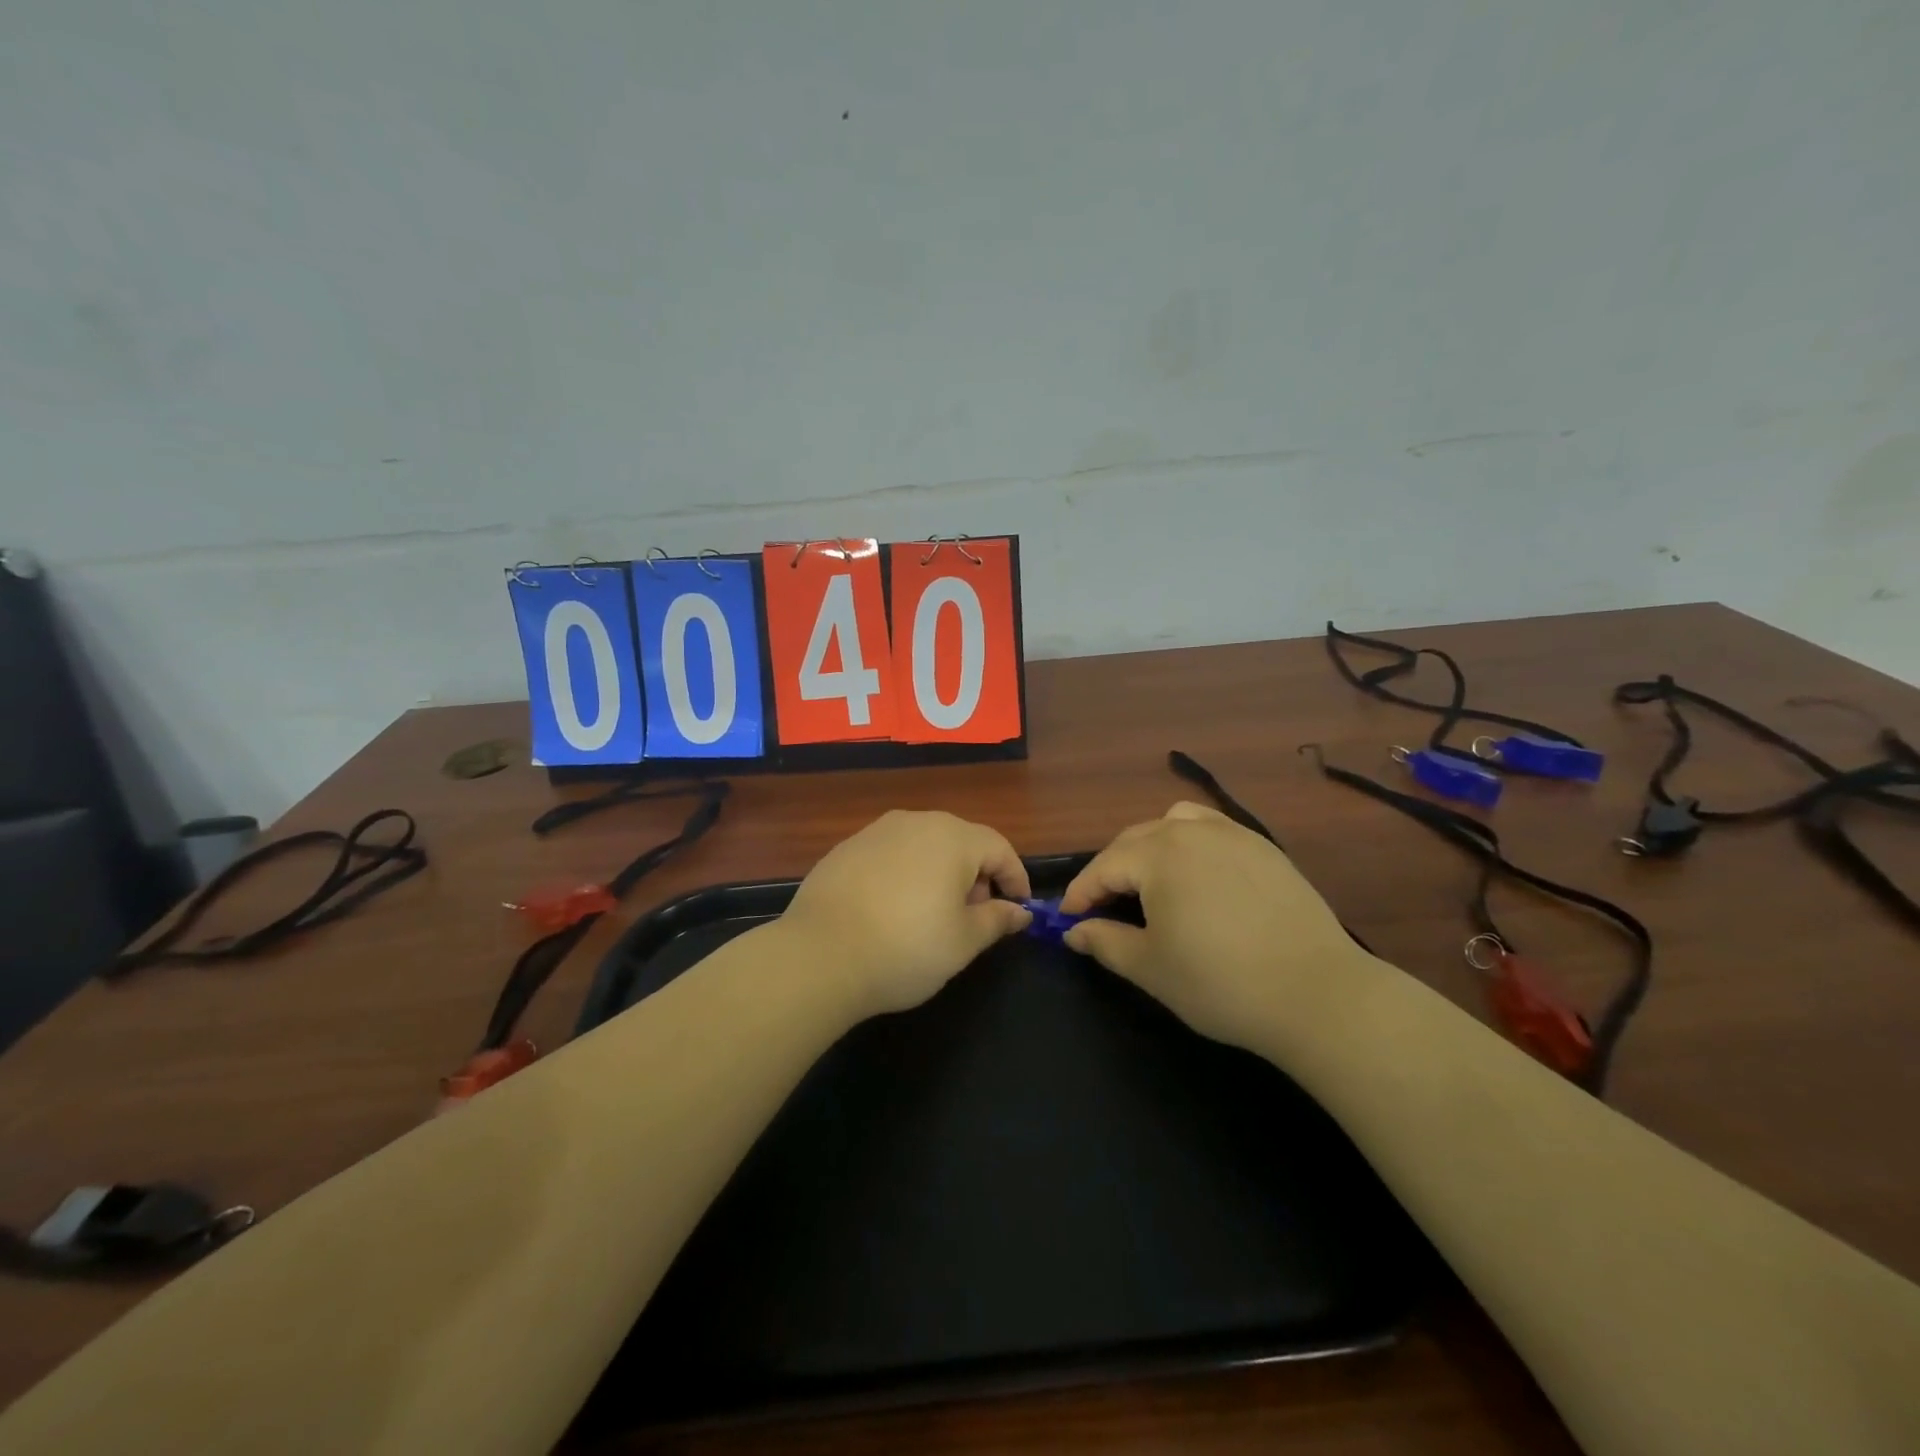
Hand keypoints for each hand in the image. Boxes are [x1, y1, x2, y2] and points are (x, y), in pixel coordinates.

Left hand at [781, 810, 1032, 1017]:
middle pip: (961, 842)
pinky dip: (905, 875)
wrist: (819, 955)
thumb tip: (1020, 911)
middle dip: (977, 876)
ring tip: (934, 915)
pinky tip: (893, 911)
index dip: (1015, 878)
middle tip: (976, 917)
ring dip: (940, 874)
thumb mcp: (963, 942)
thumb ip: (997, 920)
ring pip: (924, 846)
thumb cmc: (906, 948)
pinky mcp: (845, 848)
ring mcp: (876, 832)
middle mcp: (915, 822)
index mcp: (952, 838)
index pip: (999, 848)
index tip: (1019, 909)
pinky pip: (891, 855)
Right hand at [1059, 802, 1365, 1052]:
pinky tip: (1197, 876)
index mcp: (1158, 855)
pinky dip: (1190, 843)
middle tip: (1101, 908)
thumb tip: (1074, 932)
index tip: (1066, 920)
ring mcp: (1233, 835)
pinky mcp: (1264, 848)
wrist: (1317, 994)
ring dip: (1149, 848)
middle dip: (1110, 870)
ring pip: (1173, 823)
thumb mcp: (1149, 968)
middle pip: (1134, 840)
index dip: (1079, 894)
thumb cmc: (1220, 983)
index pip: (1103, 866)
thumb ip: (1103, 942)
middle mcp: (1192, 831)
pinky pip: (1212, 829)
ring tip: (1149, 882)